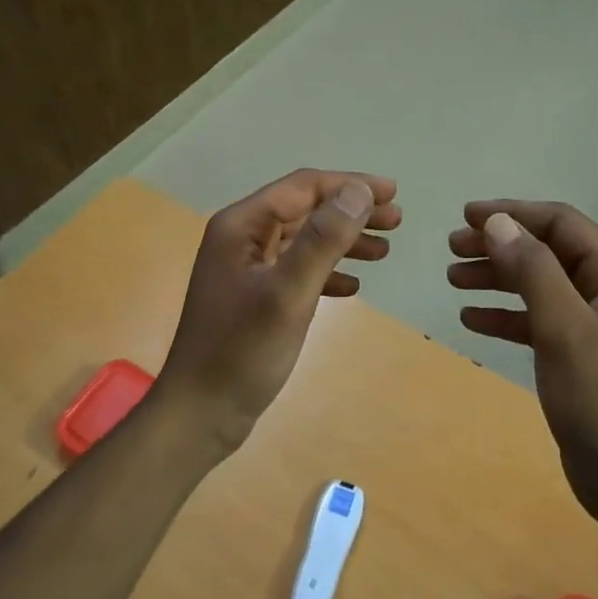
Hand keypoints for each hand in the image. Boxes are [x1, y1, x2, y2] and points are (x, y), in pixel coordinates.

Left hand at [160, 169, 400, 448]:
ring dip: (344, 241)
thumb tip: (359, 191)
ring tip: (384, 251)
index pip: (302, 188)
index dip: (349, 185)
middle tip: (397, 220)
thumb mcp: (288, 293)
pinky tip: (353, 287)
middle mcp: (241, 238)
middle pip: (305, 210)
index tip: (392, 193)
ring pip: (303, 240)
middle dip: (351, 212)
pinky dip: (327, 272)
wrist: (199, 414)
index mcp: (241, 226)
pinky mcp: (254, 297)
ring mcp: (246, 269)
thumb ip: (323, 240)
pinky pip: (297, 271)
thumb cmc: (241, 351)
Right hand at [448, 200, 597, 543]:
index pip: (561, 223)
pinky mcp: (580, 350)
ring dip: (497, 276)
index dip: (512, 213)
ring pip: (538, 282)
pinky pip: (537, 317)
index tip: (466, 216)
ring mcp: (595, 321)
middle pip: (547, 249)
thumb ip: (532, 269)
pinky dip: (505, 314)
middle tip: (452, 248)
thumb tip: (498, 222)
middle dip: (499, 245)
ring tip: (453, 279)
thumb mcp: (563, 328)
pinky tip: (471, 318)